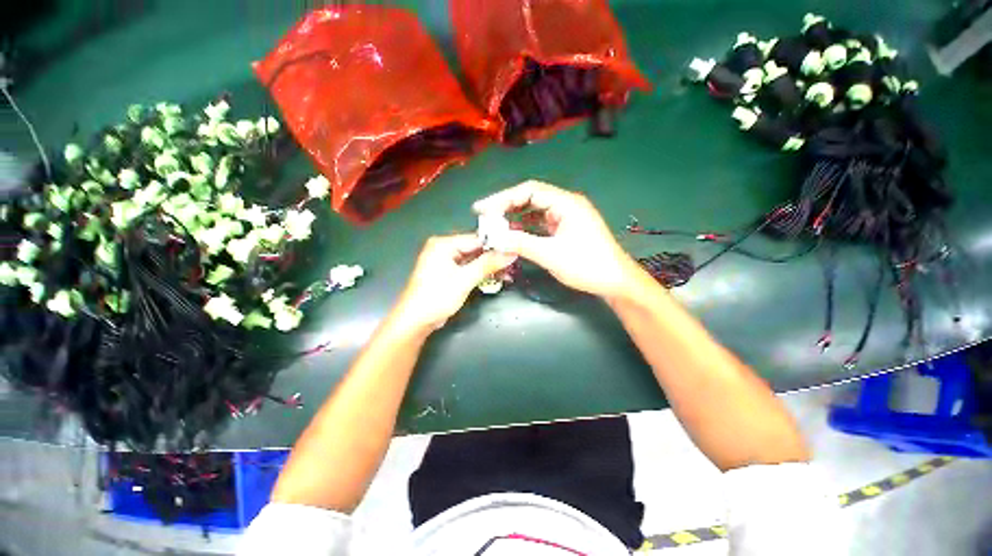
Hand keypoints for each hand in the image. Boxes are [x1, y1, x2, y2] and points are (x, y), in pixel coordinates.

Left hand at [392, 234, 516, 332]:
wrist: (416, 320)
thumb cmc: (437, 297)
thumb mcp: (465, 279)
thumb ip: (488, 264)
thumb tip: (511, 253)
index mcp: (443, 244)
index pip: (476, 238)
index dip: (496, 244)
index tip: (515, 249)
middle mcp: (444, 249)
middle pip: (475, 249)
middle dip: (493, 257)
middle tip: (514, 262)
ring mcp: (446, 262)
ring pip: (473, 260)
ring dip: (489, 266)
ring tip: (508, 271)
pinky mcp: (448, 274)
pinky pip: (468, 268)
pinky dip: (480, 273)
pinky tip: (495, 276)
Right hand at [473, 180, 638, 299]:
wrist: (614, 282)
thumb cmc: (587, 265)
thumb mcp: (551, 254)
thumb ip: (521, 243)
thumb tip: (494, 238)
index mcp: (566, 203)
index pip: (529, 191)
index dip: (503, 198)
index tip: (482, 209)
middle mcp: (565, 205)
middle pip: (530, 198)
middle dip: (506, 206)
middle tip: (484, 217)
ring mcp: (565, 217)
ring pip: (534, 212)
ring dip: (514, 218)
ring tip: (494, 226)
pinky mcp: (564, 230)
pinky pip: (540, 224)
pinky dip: (525, 228)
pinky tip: (512, 234)